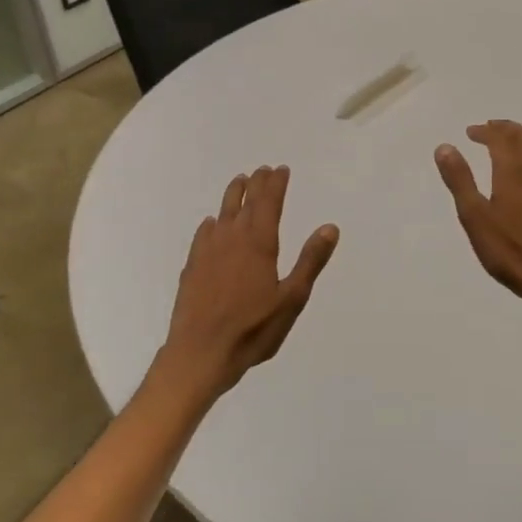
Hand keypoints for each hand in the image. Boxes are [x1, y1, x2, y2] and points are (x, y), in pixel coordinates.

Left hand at [155, 166, 339, 400]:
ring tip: (239, 182)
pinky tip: (211, 224)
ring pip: (222, 213)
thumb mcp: (292, 298)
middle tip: (263, 170)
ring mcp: (208, 251)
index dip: (276, 184)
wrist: (200, 352)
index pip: (268, 202)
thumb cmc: (253, 329)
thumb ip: (310, 261)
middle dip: (256, 184)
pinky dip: (212, 223)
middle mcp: (232, 238)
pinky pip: (203, 234)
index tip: (281, 169)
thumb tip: (329, 227)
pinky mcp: (192, 266)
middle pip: (245, 202)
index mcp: (259, 243)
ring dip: (232, 195)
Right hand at [435, 121, 521, 319]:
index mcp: (513, 173)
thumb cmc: (510, 251)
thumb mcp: (475, 217)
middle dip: (506, 129)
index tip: (470, 132)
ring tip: (508, 146)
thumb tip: (445, 147)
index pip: (501, 138)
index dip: (485, 131)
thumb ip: (460, 180)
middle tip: (489, 129)